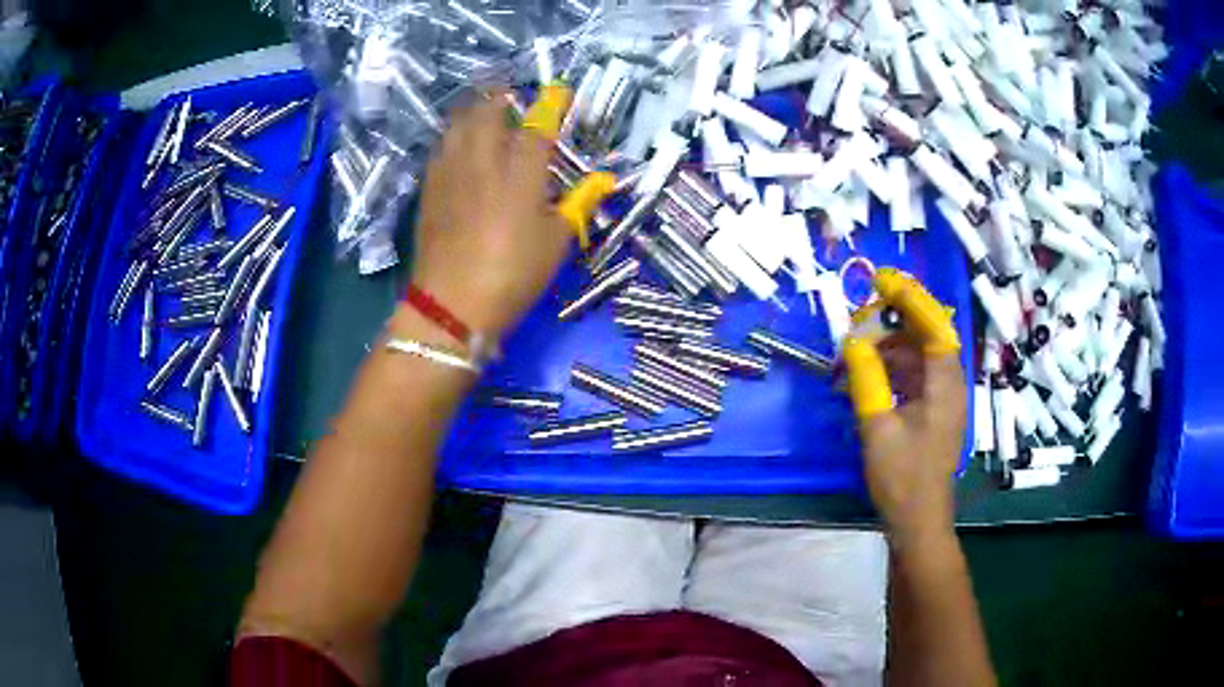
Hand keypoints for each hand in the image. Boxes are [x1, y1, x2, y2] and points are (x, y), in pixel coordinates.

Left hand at [410, 87, 571, 338]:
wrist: (452, 303)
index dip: (551, 105)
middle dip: (501, 96)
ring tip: (483, 109)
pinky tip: (457, 144)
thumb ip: (577, 205)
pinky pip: (441, 148)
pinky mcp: (429, 189)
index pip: (538, 126)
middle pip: (488, 112)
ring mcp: (451, 172)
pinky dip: (453, 136)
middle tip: (512, 94)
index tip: (560, 92)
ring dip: (473, 110)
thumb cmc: (513, 274)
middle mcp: (483, 161)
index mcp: (520, 173)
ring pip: (458, 125)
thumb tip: (600, 182)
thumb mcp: (556, 243)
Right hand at [843, 269, 966, 545]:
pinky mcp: (935, 415)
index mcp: (944, 385)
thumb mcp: (878, 428)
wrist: (918, 521)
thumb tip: (853, 342)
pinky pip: (916, 378)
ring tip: (857, 352)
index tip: (882, 281)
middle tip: (861, 319)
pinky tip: (868, 378)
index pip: (934, 327)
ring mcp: (944, 401)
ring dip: (890, 349)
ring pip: (921, 358)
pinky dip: (893, 371)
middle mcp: (950, 386)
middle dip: (896, 323)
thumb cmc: (902, 477)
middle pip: (928, 338)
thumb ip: (867, 380)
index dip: (911, 300)